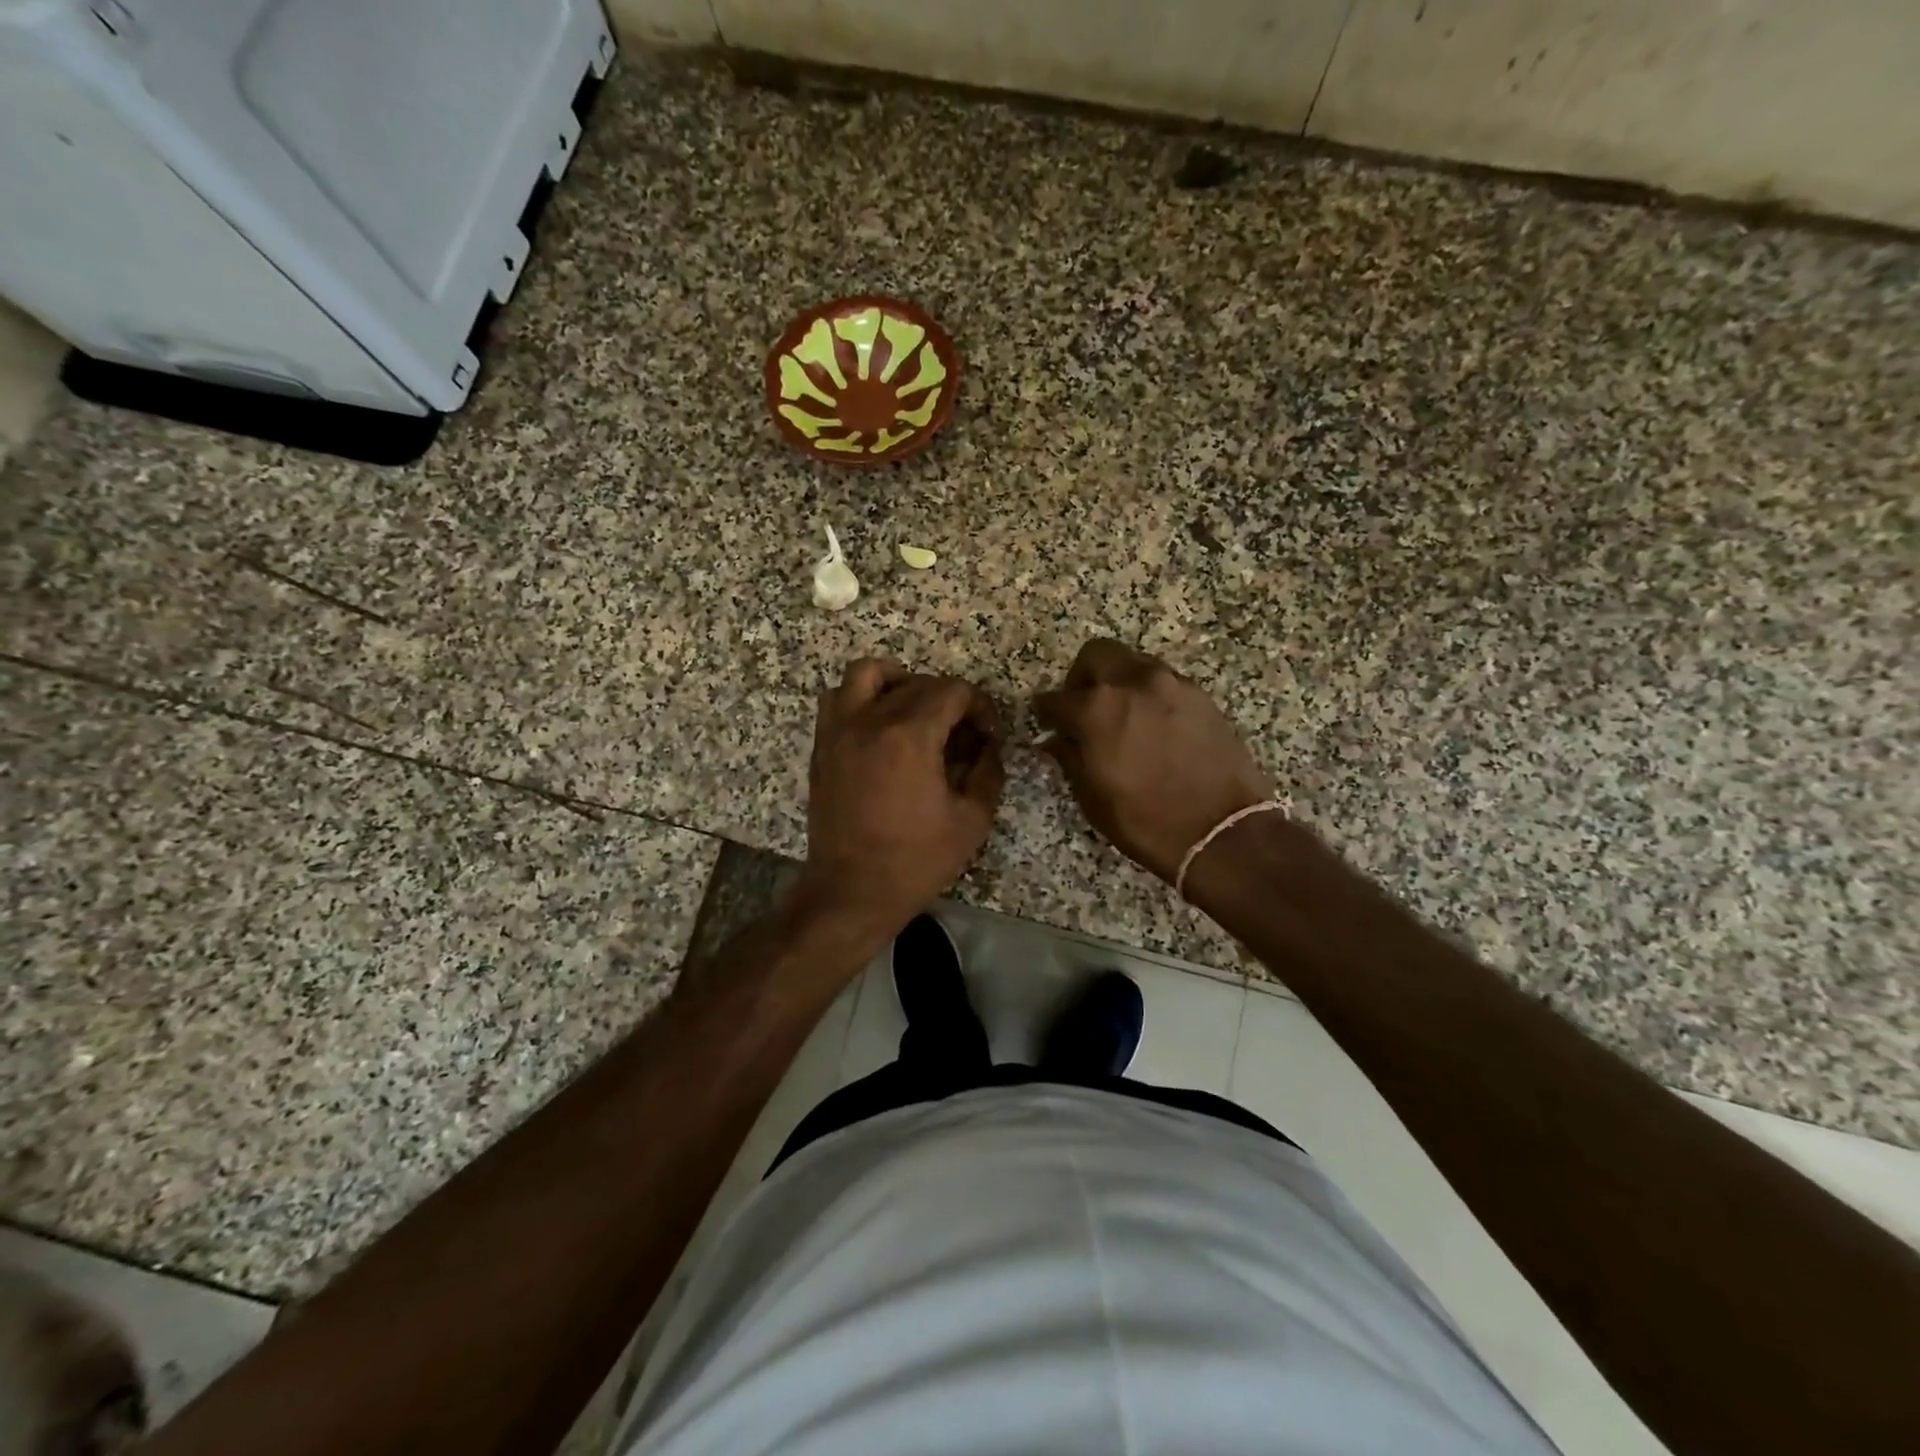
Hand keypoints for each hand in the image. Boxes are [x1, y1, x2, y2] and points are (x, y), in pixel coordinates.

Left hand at [799, 658, 1005, 934]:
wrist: (851, 892)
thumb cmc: (915, 861)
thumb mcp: (972, 821)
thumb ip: (989, 772)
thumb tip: (988, 747)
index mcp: (910, 737)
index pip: (953, 691)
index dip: (980, 706)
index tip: (988, 734)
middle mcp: (870, 721)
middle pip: (918, 682)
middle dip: (949, 700)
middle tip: (963, 735)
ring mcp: (840, 730)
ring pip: (868, 673)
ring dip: (899, 681)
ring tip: (916, 711)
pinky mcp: (823, 746)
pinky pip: (837, 698)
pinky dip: (862, 697)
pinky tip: (881, 727)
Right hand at [1033, 639, 1273, 884]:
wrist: (1221, 831)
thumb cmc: (1145, 820)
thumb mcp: (1092, 797)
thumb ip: (1070, 758)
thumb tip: (1056, 740)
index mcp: (1097, 709)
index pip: (1056, 698)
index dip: (1045, 712)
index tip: (1046, 722)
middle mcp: (1133, 683)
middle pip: (1096, 655)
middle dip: (1082, 676)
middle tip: (1082, 705)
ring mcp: (1171, 684)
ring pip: (1133, 662)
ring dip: (1119, 681)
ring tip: (1121, 714)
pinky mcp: (1201, 696)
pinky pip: (1164, 681)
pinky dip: (1149, 694)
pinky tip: (1153, 724)